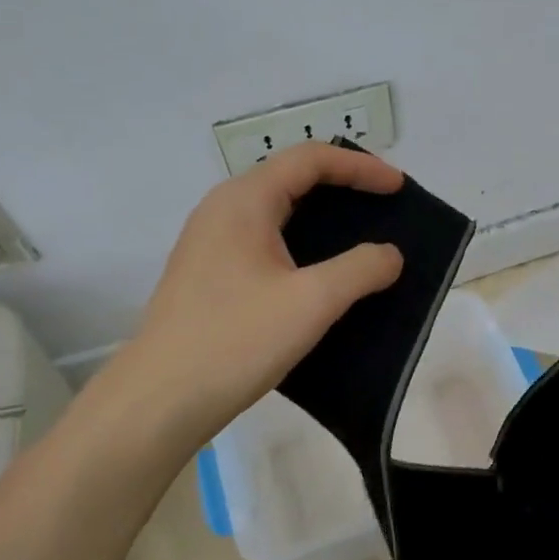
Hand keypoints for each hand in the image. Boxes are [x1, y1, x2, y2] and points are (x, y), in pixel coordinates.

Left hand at [100, 143, 404, 443]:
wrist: (160, 400)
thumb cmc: (236, 340)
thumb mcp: (311, 302)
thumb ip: (360, 269)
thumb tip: (390, 255)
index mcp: (245, 200)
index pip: (310, 160)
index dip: (360, 166)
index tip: (398, 187)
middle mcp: (222, 209)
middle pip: (290, 177)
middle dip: (342, 184)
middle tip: (382, 205)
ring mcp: (209, 241)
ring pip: (275, 210)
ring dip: (320, 214)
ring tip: (358, 235)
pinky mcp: (207, 273)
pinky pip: (263, 238)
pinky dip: (300, 241)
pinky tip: (318, 272)